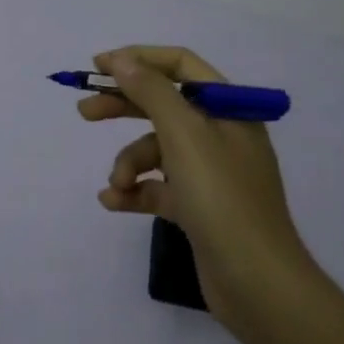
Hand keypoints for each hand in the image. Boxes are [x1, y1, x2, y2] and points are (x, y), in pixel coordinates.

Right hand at [83, 46, 313, 324]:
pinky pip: (158, 186)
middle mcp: (221, 134)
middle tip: (84, 113)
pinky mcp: (198, 207)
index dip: (139, 59)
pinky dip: (136, 191)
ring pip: (156, 150)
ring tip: (117, 184)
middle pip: (164, 105)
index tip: (98, 67)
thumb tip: (122, 59)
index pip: (181, 65)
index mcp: (228, 109)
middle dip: (123, 107)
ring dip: (130, 163)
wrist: (258, 284)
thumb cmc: (222, 198)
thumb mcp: (184, 134)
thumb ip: (151, 91)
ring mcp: (210, 173)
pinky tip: (113, 202)